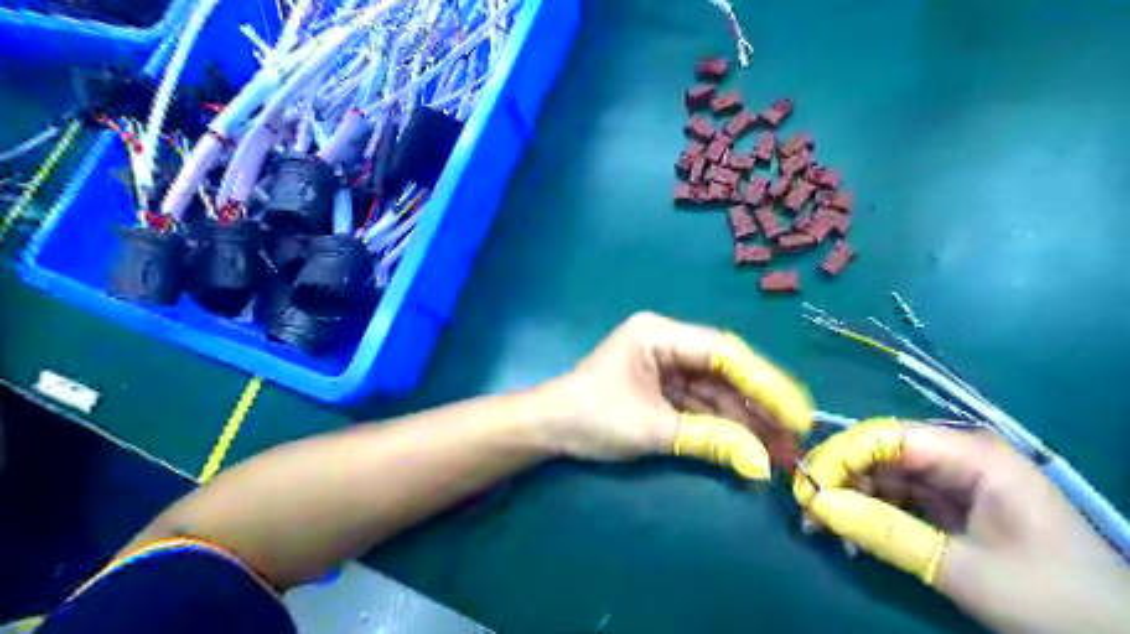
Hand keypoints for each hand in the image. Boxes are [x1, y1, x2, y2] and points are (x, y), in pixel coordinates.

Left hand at [537, 310, 812, 478]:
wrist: (548, 429)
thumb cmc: (592, 419)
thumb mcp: (654, 429)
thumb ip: (710, 441)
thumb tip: (762, 467)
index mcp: (659, 334)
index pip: (725, 353)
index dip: (765, 383)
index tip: (797, 415)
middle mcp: (667, 341)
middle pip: (725, 370)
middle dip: (759, 405)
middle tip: (794, 438)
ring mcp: (666, 363)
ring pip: (716, 389)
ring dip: (745, 419)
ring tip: (779, 451)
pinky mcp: (663, 385)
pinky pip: (701, 402)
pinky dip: (723, 424)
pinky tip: (748, 445)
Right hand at [793, 421, 1129, 632]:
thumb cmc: (1051, 599)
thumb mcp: (961, 568)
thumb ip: (885, 532)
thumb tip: (819, 505)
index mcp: (972, 455)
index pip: (886, 436)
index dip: (840, 455)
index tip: (806, 485)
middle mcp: (959, 454)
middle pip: (881, 451)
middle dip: (841, 477)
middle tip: (809, 509)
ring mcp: (957, 476)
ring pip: (884, 472)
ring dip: (852, 494)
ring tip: (824, 525)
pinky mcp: (954, 499)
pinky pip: (899, 494)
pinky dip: (872, 509)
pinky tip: (853, 529)